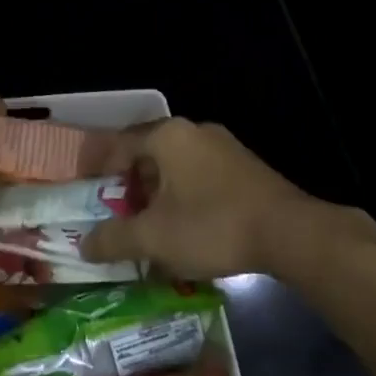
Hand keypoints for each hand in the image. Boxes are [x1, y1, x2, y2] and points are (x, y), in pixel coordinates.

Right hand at [80, 118, 375, 277]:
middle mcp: (193, 131)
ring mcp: (223, 146)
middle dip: (130, 186)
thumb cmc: (212, 225)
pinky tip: (188, 228)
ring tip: (152, 227)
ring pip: (175, 166)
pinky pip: (200, 175)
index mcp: (166, 136)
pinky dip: (185, 196)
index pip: (119, 145)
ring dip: (158, 193)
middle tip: (120, 215)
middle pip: (147, 154)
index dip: (99, 171)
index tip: (89, 196)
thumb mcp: (155, 238)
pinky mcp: (245, 166)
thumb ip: (115, 239)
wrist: (291, 233)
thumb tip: (84, 245)